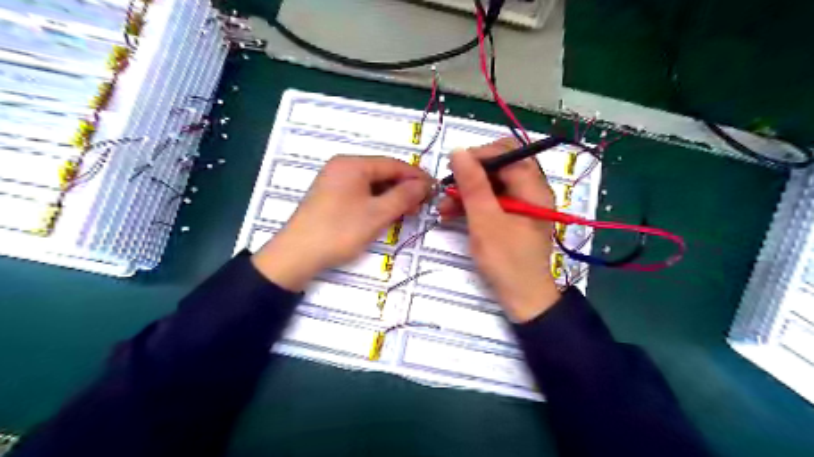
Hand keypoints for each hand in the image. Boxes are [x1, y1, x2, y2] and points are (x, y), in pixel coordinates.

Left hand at [253, 157, 430, 290]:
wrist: (297, 254)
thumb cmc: (340, 230)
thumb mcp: (377, 214)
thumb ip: (403, 196)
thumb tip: (424, 184)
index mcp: (352, 164)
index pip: (393, 164)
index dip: (416, 176)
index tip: (434, 189)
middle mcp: (342, 167)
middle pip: (382, 172)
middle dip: (404, 187)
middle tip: (423, 203)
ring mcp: (334, 181)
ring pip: (372, 184)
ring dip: (392, 195)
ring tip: (409, 210)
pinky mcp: (331, 196)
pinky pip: (361, 193)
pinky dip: (377, 201)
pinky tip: (387, 212)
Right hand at [439, 137, 560, 321]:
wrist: (522, 298)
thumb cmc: (506, 260)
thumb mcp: (485, 221)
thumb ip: (472, 185)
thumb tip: (458, 151)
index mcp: (533, 187)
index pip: (508, 153)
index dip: (479, 155)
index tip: (452, 168)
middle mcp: (531, 190)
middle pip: (499, 167)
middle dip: (469, 176)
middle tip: (446, 188)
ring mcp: (521, 204)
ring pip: (492, 185)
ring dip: (466, 192)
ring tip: (443, 207)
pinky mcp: (512, 217)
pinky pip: (491, 201)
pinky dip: (472, 205)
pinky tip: (452, 214)